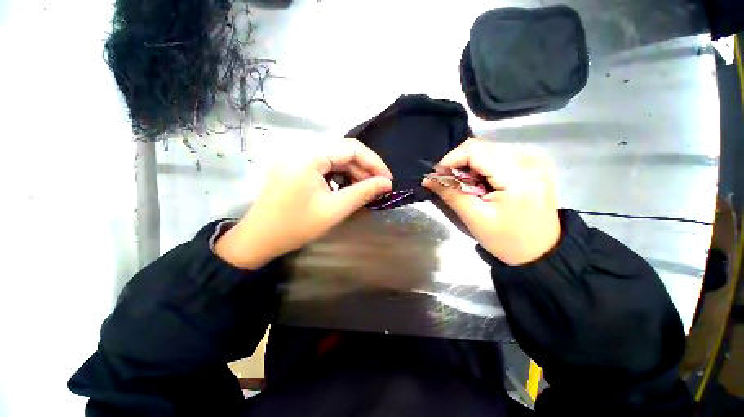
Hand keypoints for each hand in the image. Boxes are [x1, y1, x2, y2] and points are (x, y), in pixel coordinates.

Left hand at [215, 139, 392, 268]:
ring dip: (352, 173)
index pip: (351, 148)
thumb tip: (386, 183)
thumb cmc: (296, 226)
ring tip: (364, 190)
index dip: (374, 162)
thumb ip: (363, 192)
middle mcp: (302, 150)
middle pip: (343, 152)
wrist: (258, 240)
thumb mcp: (335, 209)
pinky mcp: (295, 167)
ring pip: (334, 159)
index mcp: (309, 156)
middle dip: (364, 169)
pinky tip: (346, 189)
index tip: (388, 180)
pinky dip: (339, 176)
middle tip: (378, 188)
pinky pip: (324, 166)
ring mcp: (296, 158)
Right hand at [423, 139, 560, 265]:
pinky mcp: (532, 162)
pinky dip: (482, 167)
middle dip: (459, 164)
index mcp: (517, 174)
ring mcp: (533, 158)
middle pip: (480, 147)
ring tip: (467, 187)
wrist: (542, 251)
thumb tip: (428, 179)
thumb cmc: (508, 240)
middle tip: (450, 184)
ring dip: (469, 166)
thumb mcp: (475, 218)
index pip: (474, 150)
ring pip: (487, 149)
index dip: (450, 159)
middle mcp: (529, 157)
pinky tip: (482, 184)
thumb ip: (450, 194)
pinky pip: (497, 155)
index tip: (437, 176)